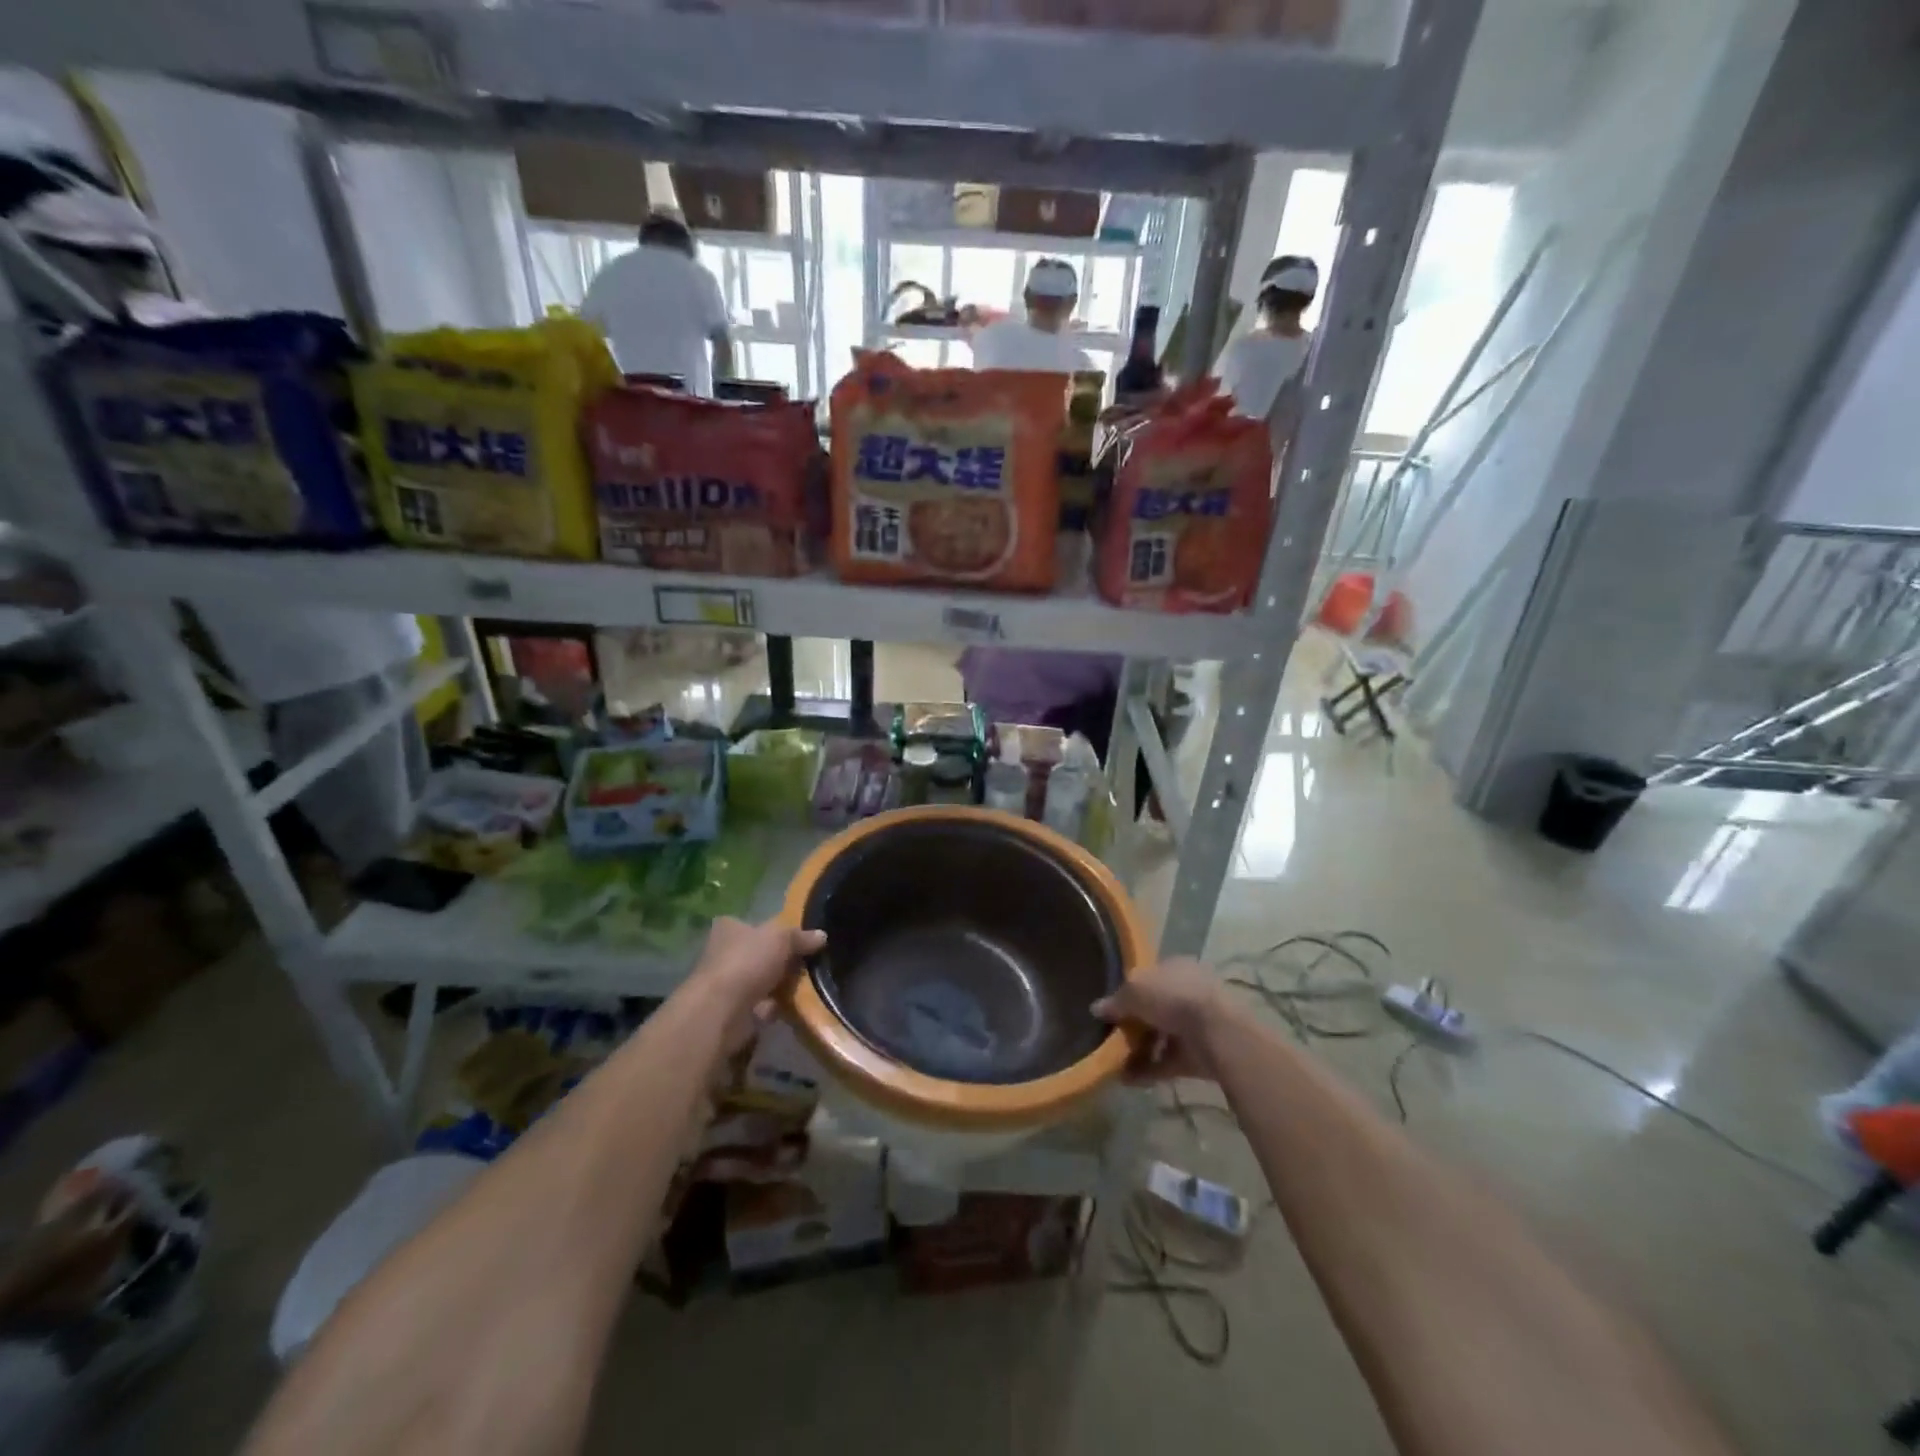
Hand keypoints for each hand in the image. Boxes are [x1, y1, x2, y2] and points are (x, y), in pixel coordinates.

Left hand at [692, 917, 824, 1015]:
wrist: (722, 1011)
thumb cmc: (747, 962)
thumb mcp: (781, 938)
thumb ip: (801, 937)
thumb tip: (822, 935)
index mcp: (729, 928)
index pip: (753, 924)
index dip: (775, 931)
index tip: (798, 939)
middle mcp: (724, 953)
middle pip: (761, 954)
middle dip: (783, 961)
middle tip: (807, 964)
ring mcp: (728, 984)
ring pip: (763, 981)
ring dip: (781, 986)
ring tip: (805, 986)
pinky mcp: (733, 1010)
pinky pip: (761, 1005)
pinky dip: (775, 1007)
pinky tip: (791, 1006)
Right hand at [1093, 957, 1231, 1083]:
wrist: (1217, 1033)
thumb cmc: (1173, 997)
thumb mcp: (1134, 990)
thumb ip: (1115, 1001)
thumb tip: (1096, 1008)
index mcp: (1176, 967)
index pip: (1149, 977)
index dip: (1128, 992)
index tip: (1111, 1010)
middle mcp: (1188, 992)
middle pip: (1155, 1009)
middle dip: (1134, 1025)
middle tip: (1112, 1038)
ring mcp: (1197, 1024)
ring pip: (1162, 1036)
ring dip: (1139, 1051)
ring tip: (1115, 1064)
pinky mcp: (1200, 1055)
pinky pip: (1168, 1061)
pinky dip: (1149, 1070)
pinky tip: (1128, 1080)